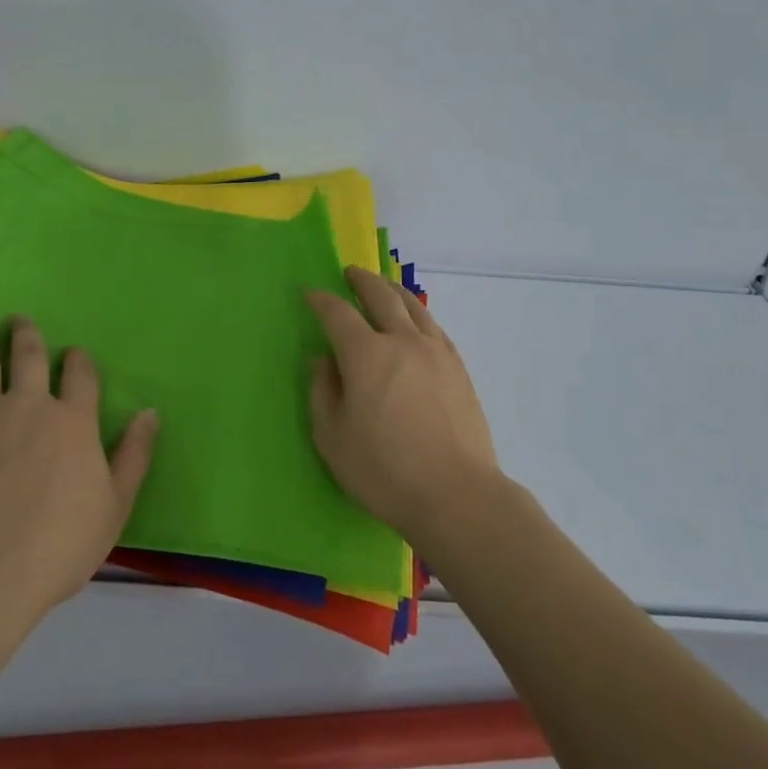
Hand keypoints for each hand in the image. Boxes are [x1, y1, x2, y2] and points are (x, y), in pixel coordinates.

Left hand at [0, 311, 158, 618]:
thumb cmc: (55, 548)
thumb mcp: (114, 508)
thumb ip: (134, 456)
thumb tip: (151, 412)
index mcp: (73, 421)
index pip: (81, 375)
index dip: (78, 360)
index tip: (74, 353)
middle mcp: (28, 403)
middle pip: (29, 355)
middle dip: (26, 333)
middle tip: (19, 319)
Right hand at [307, 267, 499, 544]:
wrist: (458, 495)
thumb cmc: (385, 471)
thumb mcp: (333, 438)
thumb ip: (323, 391)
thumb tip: (322, 359)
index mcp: (366, 354)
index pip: (337, 313)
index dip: (320, 300)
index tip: (309, 294)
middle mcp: (402, 340)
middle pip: (380, 295)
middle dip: (361, 280)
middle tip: (349, 273)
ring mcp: (436, 351)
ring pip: (413, 305)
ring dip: (392, 289)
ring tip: (383, 286)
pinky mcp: (458, 367)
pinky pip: (433, 326)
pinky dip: (418, 313)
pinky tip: (415, 321)